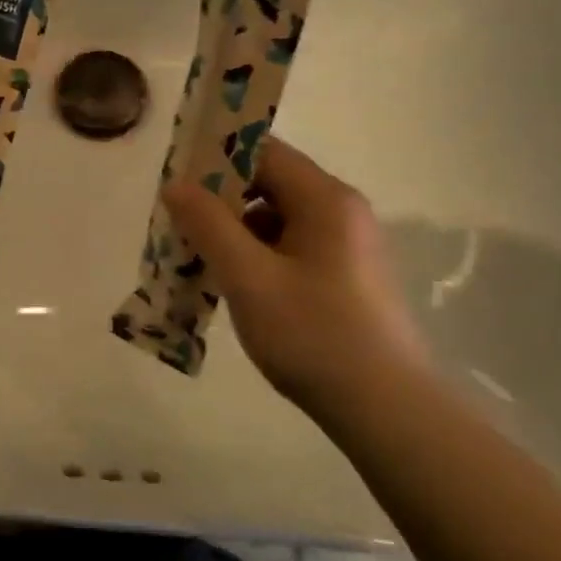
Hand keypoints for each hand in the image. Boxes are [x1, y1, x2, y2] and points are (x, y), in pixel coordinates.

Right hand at [162, 136, 429, 419]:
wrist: (385, 408)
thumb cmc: (313, 334)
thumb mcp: (248, 278)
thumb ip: (208, 225)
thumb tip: (175, 184)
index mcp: (325, 200)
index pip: (263, 152)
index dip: (215, 159)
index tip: (176, 182)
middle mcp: (341, 213)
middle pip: (269, 185)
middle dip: (219, 202)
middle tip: (178, 226)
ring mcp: (346, 247)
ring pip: (276, 221)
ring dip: (234, 234)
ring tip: (196, 262)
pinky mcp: (344, 278)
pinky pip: (289, 250)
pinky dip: (256, 259)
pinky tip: (231, 288)